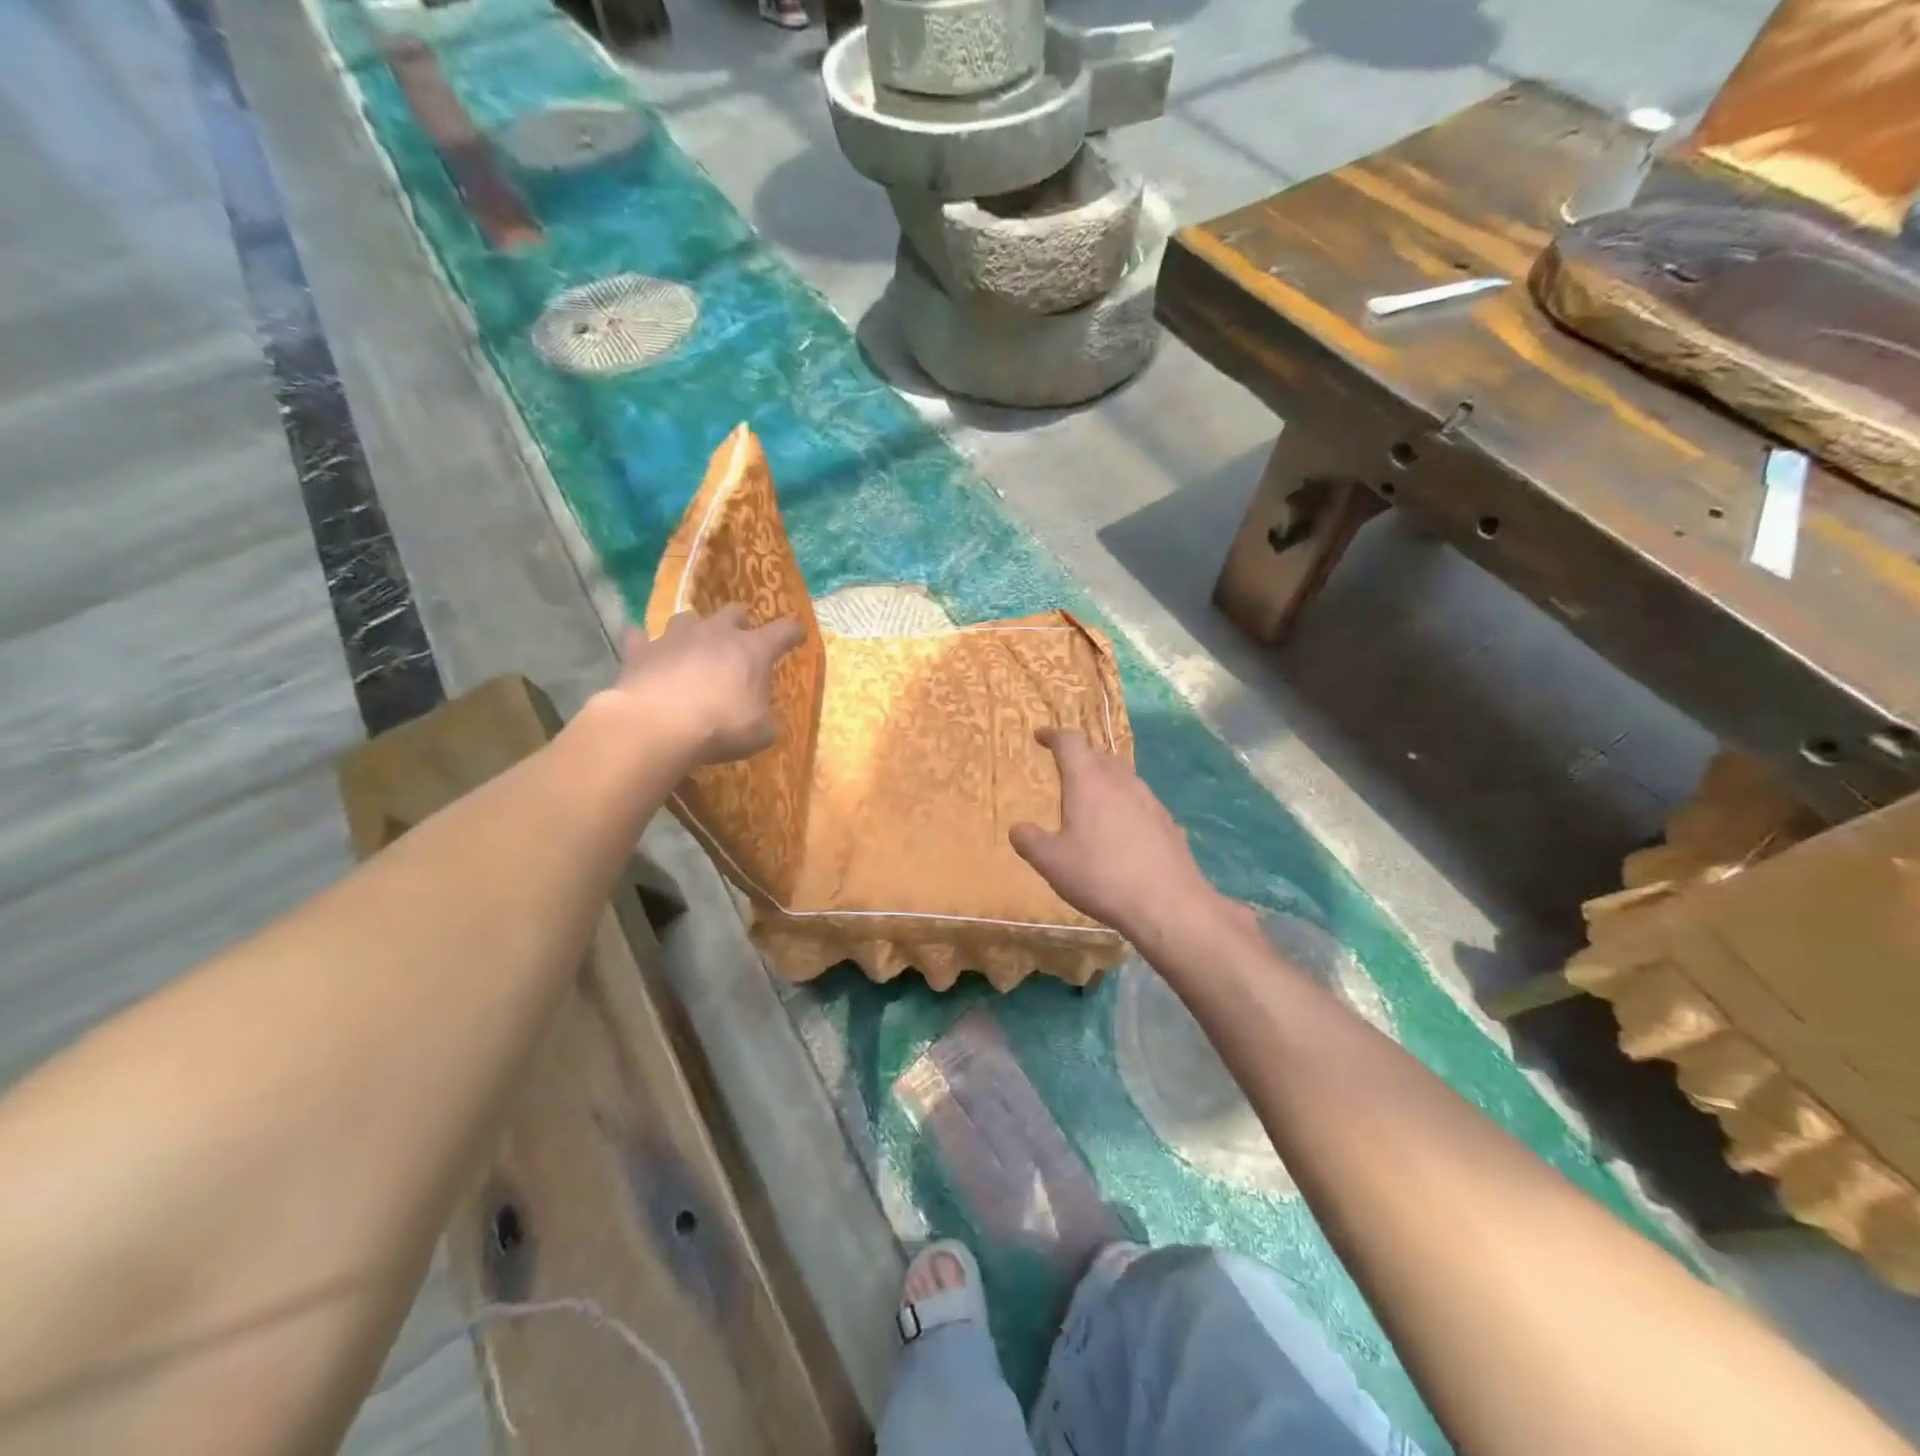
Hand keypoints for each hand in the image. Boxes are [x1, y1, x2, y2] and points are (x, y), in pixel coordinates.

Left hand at [611, 606, 805, 765]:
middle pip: (733, 611)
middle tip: (741, 635)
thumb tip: (767, 721)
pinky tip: (644, 649)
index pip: (784, 630)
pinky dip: (644, 642)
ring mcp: (676, 637)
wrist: (657, 725)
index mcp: (753, 650)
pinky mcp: (641, 649)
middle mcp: (717, 633)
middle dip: (740, 620)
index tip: (797, 637)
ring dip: (695, 629)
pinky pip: (640, 636)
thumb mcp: (759, 733)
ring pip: (688, 618)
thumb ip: (767, 721)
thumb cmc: (720, 726)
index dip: (793, 633)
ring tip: (694, 644)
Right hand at [1010, 727, 1227, 945]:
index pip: (1070, 742)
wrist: (1168, 903)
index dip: (1053, 735)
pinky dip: (1124, 804)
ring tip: (1091, 797)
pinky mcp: (1167, 822)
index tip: (1041, 736)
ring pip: (1122, 776)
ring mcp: (1149, 800)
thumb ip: (1030, 842)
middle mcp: (1121, 781)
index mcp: (1088, 781)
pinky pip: (1140, 801)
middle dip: (1080, 756)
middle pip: (1099, 755)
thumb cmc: (1100, 875)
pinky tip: (1122, 829)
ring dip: (1104, 778)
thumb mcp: (1051, 863)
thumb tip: (1017, 828)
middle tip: (1064, 767)